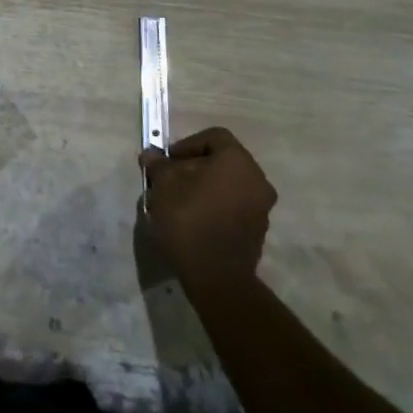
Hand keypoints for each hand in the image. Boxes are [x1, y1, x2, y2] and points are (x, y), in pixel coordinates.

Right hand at [139, 127, 276, 290]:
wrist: (216, 275)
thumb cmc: (189, 218)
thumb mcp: (164, 184)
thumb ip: (159, 164)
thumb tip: (152, 155)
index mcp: (238, 161)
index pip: (213, 137)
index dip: (186, 144)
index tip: (168, 162)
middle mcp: (257, 180)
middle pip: (221, 162)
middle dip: (193, 168)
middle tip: (169, 180)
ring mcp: (261, 208)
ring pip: (227, 185)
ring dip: (203, 188)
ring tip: (177, 202)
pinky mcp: (257, 231)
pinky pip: (233, 207)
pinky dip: (214, 206)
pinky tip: (193, 221)